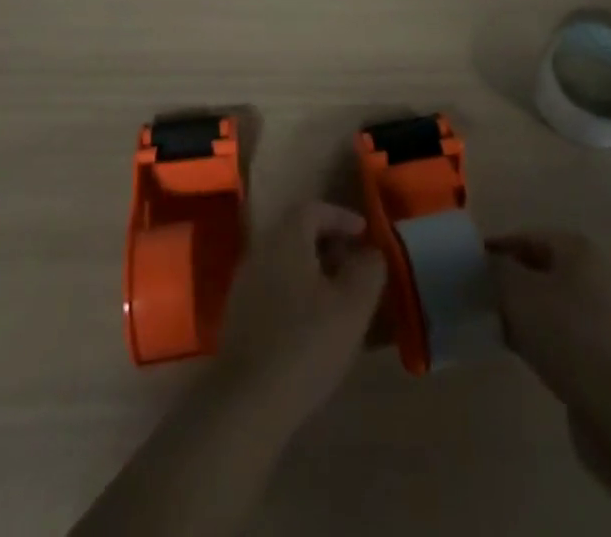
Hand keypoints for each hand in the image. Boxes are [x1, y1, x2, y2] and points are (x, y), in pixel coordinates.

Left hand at [214, 202, 387, 419]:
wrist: (247, 401)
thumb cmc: (306, 344)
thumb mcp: (353, 306)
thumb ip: (369, 270)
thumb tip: (372, 252)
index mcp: (286, 237)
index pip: (315, 209)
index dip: (343, 217)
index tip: (366, 236)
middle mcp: (261, 249)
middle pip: (298, 232)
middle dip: (330, 244)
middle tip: (356, 267)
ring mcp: (245, 282)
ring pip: (286, 261)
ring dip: (314, 270)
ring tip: (340, 298)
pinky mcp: (239, 314)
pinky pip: (274, 286)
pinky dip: (298, 291)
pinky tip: (313, 325)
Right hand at [487, 230, 610, 405]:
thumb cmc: (567, 332)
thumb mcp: (518, 291)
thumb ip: (498, 269)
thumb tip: (490, 263)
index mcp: (578, 249)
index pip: (528, 237)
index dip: (498, 248)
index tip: (470, 265)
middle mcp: (594, 276)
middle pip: (540, 270)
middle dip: (509, 282)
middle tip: (478, 295)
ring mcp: (601, 317)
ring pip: (549, 305)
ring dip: (521, 312)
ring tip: (492, 323)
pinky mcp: (602, 355)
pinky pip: (560, 335)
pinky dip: (537, 337)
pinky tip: (515, 349)